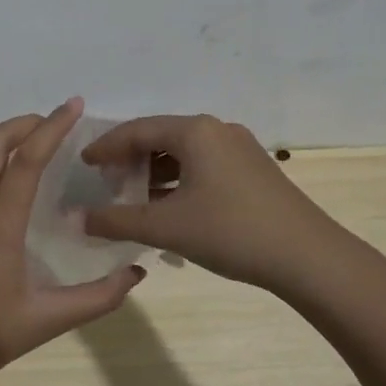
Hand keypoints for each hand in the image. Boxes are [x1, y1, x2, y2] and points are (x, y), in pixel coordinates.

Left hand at [0, 97, 146, 385]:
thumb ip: (97, 298)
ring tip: (36, 140)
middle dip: (25, 123)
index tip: (73, 106)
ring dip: (5, 137)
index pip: (25, 161)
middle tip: (57, 122)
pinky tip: (10, 175)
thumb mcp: (47, 321)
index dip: (51, 128)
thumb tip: (137, 273)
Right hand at [80, 114, 348, 292]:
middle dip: (130, 158)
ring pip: (184, 152)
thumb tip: (76, 218)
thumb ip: (117, 220)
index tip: (83, 163)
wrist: (308, 256)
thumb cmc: (231, 232)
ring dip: (155, 171)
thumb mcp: (167, 227)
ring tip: (133, 195)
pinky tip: (169, 204)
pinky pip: (204, 165)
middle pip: (161, 136)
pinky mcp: (253, 169)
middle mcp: (217, 129)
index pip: (137, 129)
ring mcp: (239, 148)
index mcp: (194, 131)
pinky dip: (179, 179)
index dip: (106, 146)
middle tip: (106, 180)